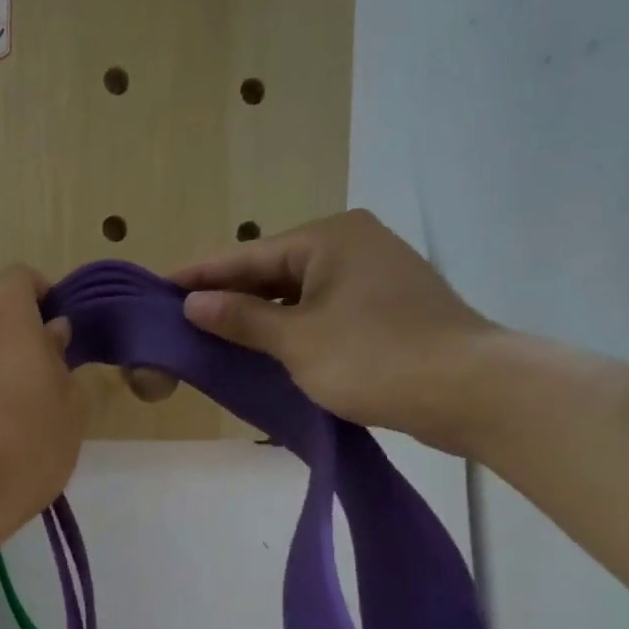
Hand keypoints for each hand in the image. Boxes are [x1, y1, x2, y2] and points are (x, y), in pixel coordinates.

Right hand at [167, 210, 506, 453]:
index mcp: (329, 238)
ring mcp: (374, 276)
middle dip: (229, 297)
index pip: (246, 255)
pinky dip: (292, 329)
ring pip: (298, 294)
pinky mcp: (387, 309)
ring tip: (212, 338)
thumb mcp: (297, 341)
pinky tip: (266, 350)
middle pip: (273, 271)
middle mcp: (352, 245)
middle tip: (180, 319)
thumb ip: (242, 320)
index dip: (200, 275)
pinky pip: (322, 312)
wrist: (470, 390)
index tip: (158, 287)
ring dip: (260, 317)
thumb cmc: (375, 357)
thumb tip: (193, 303)